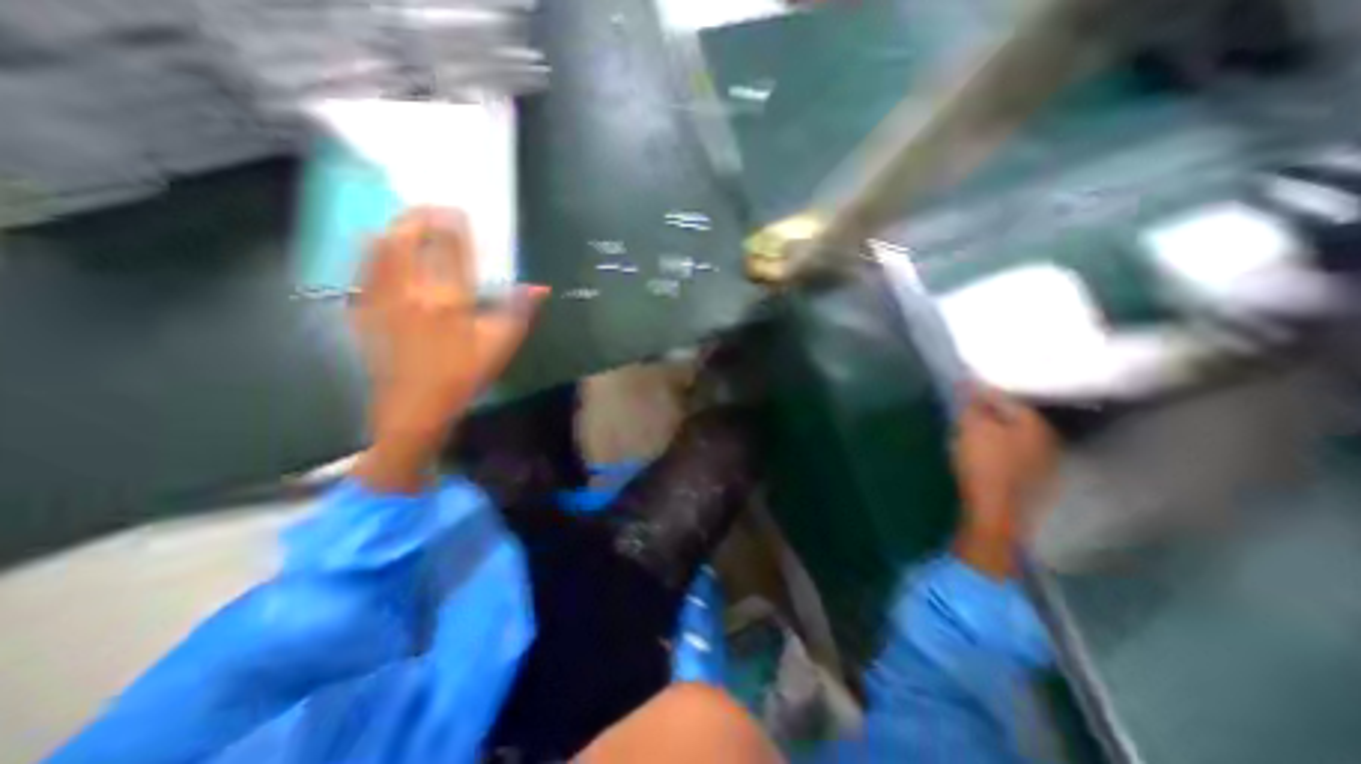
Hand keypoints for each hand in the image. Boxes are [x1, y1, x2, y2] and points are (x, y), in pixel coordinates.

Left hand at [351, 210, 547, 491]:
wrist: (414, 405)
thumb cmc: (464, 376)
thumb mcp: (500, 346)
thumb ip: (518, 312)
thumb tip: (540, 287)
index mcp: (449, 300)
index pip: (449, 249)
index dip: (452, 224)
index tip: (456, 210)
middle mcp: (411, 291)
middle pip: (407, 239)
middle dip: (418, 216)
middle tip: (430, 208)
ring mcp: (382, 298)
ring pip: (380, 248)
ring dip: (394, 227)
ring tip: (407, 221)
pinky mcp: (363, 309)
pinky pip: (364, 269)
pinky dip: (373, 250)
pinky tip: (380, 248)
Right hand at [950, 389, 1055, 579]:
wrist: (995, 513)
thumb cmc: (984, 463)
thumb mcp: (971, 427)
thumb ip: (972, 403)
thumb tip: (970, 383)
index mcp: (1036, 425)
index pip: (1007, 399)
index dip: (981, 394)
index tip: (961, 392)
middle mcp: (1049, 441)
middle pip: (1015, 419)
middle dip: (991, 413)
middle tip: (966, 411)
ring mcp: (1045, 465)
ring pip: (1017, 438)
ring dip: (996, 432)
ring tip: (972, 431)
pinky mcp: (1035, 483)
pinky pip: (1015, 455)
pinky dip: (1000, 450)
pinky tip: (984, 454)